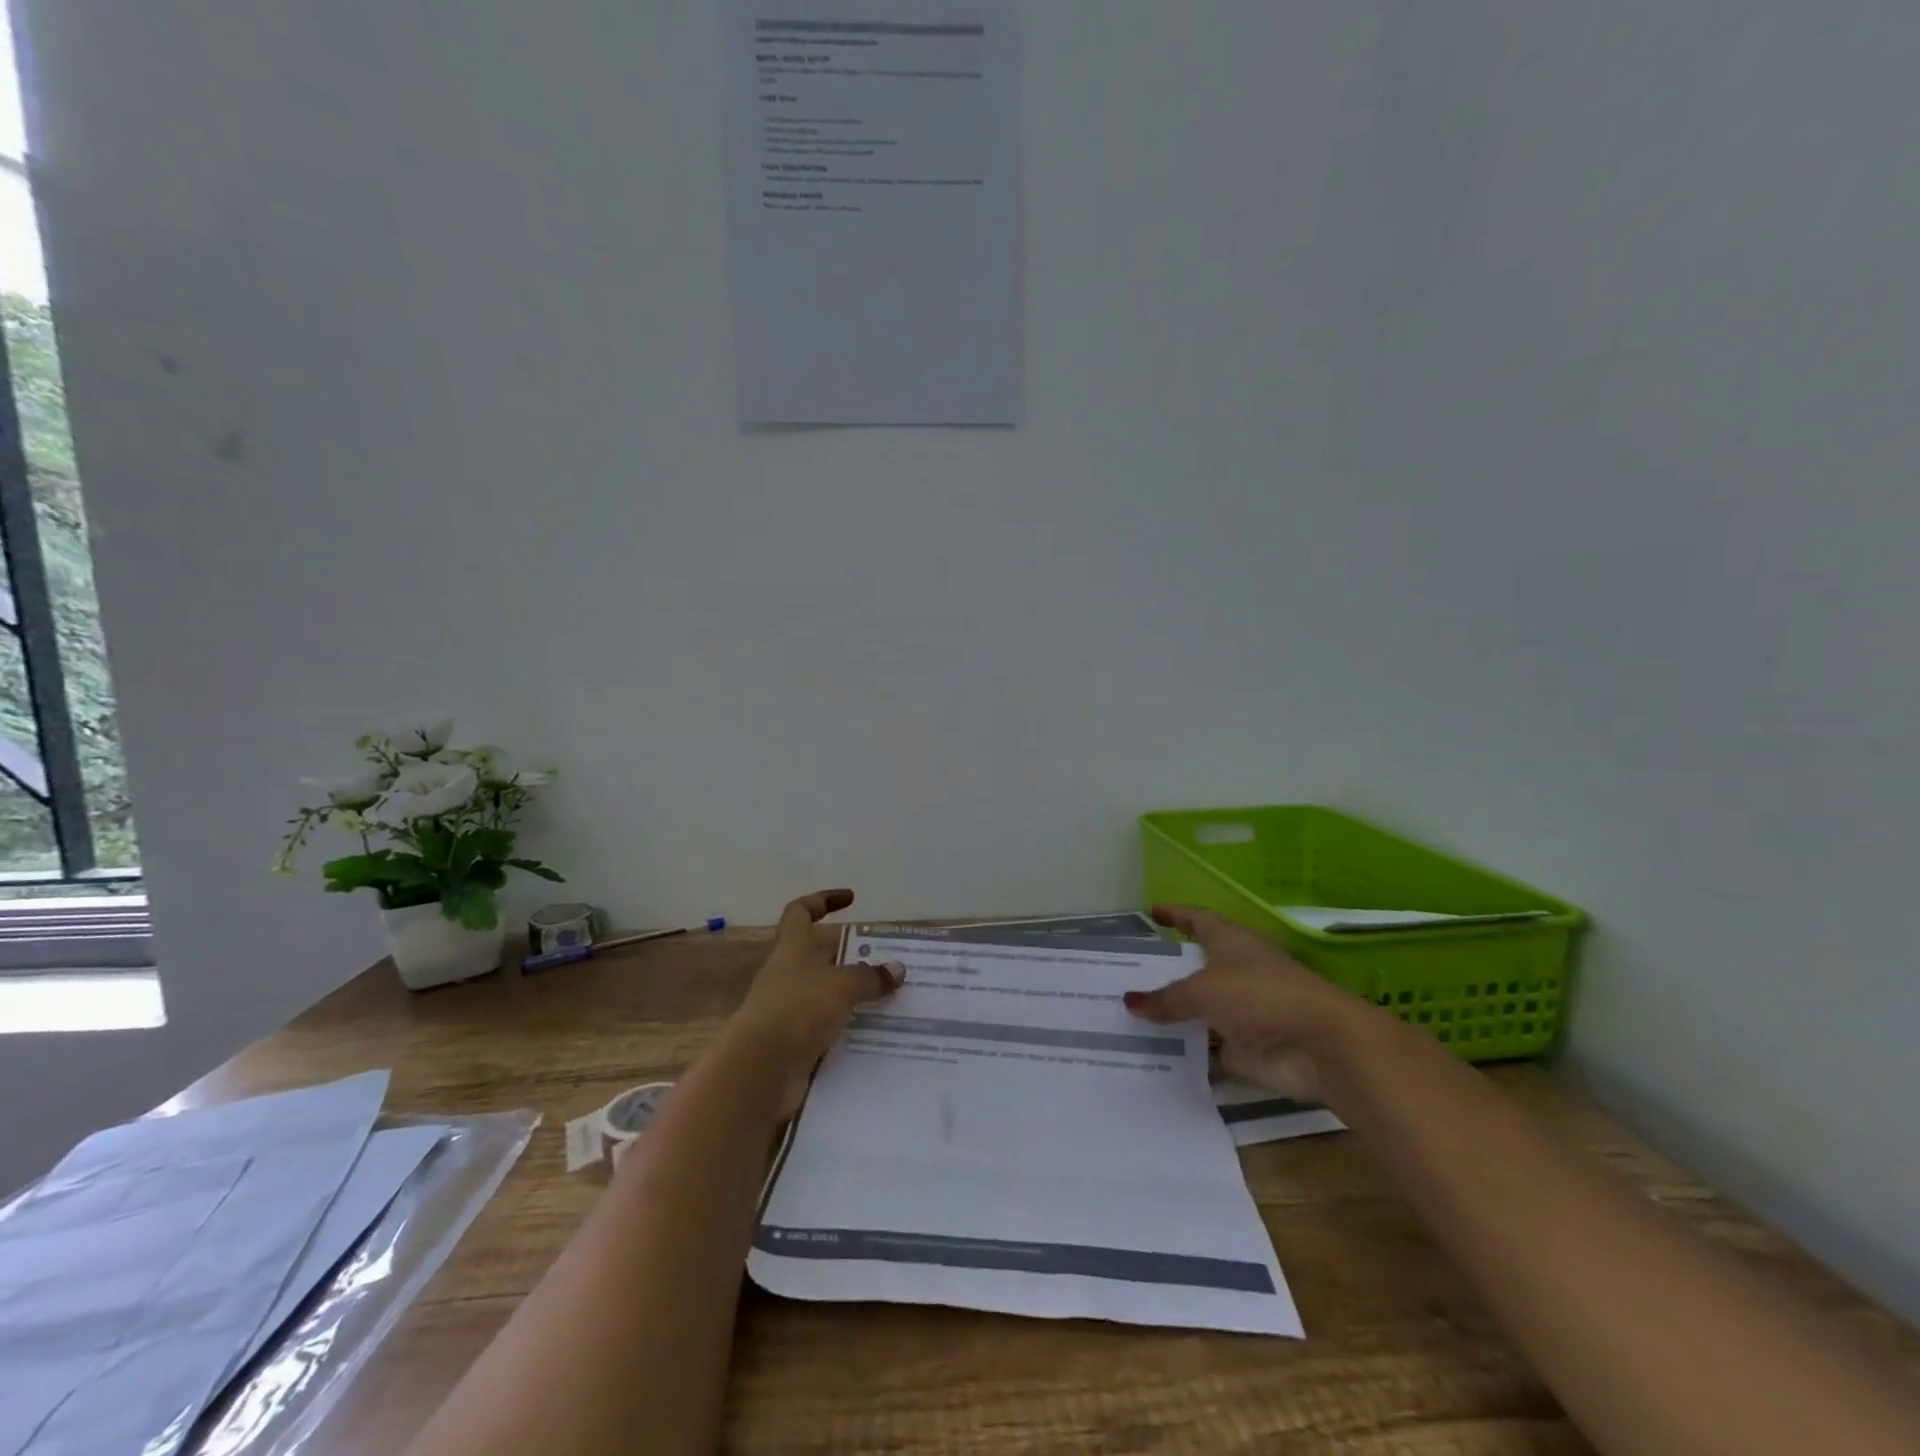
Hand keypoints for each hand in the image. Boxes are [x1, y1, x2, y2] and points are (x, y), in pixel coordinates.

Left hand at [724, 889, 900, 1111]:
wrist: (759, 1070)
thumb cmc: (797, 1010)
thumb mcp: (841, 986)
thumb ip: (869, 976)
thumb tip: (897, 969)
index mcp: (791, 948)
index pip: (801, 911)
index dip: (823, 900)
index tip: (851, 899)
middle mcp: (787, 973)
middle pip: (818, 954)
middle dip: (850, 954)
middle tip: (885, 959)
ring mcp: (788, 1009)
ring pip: (825, 991)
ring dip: (852, 992)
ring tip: (889, 996)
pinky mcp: (794, 1041)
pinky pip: (826, 1025)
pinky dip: (847, 1025)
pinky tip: (874, 1031)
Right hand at [1123, 904, 1365, 1102]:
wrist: (1321, 1046)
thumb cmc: (1260, 996)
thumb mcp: (1203, 991)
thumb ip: (1166, 999)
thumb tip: (1130, 1001)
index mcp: (1231, 943)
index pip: (1198, 920)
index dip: (1176, 914)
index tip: (1152, 911)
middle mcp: (1236, 972)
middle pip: (1195, 968)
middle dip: (1166, 971)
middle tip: (1127, 973)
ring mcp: (1242, 1012)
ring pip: (1199, 1010)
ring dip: (1173, 1014)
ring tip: (1129, 1015)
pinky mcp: (1246, 1049)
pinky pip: (1206, 1048)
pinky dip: (1185, 1050)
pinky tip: (1152, 1053)